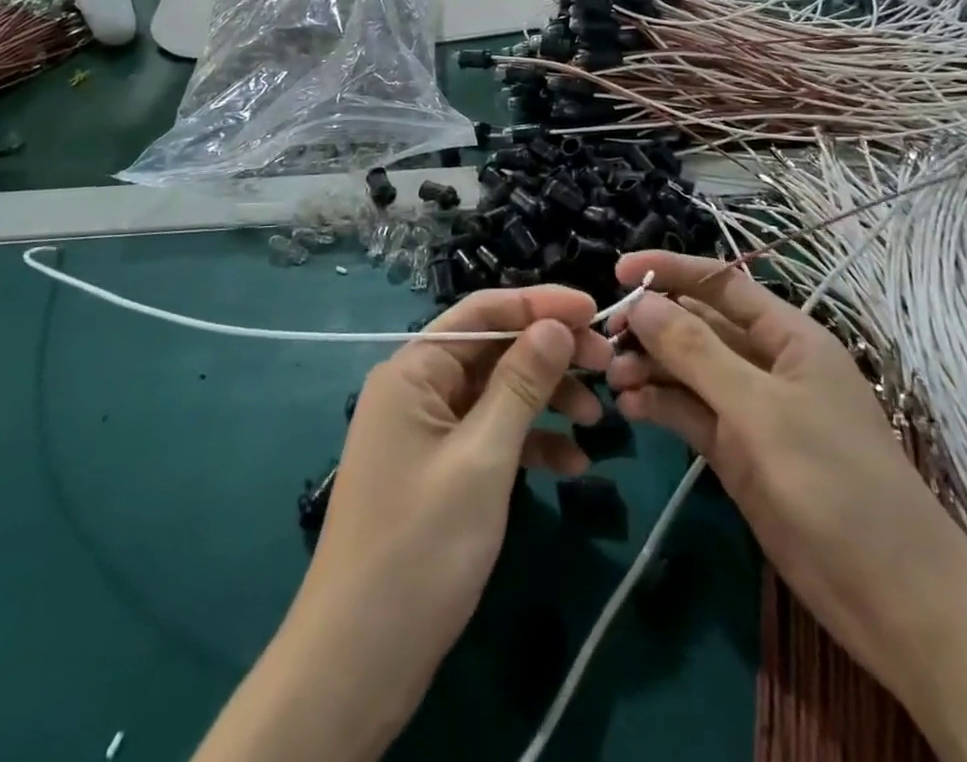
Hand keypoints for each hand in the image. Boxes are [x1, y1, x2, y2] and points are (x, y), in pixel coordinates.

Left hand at [291, 287, 610, 716]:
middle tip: (608, 366)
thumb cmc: (420, 548)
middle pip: (494, 349)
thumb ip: (521, 384)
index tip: (595, 309)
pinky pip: (491, 436)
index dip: (540, 303)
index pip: (483, 311)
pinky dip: (530, 443)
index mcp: (414, 369)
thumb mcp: (482, 459)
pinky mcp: (440, 469)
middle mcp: (418, 387)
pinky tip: (572, 465)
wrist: (358, 662)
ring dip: (547, 400)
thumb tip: (556, 324)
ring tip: (598, 420)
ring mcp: (428, 430)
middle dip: (550, 355)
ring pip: (497, 393)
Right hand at [606, 251, 966, 698]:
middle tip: (607, 338)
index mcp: (789, 336)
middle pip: (700, 326)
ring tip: (613, 379)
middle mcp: (768, 364)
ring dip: (651, 368)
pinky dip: (660, 406)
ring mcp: (752, 411)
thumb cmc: (835, 482)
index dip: (672, 271)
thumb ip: (697, 352)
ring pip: (690, 371)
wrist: (895, 601)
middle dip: (654, 325)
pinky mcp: (738, 454)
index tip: (620, 271)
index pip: (723, 284)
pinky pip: (691, 414)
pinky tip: (630, 408)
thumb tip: (642, 302)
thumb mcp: (761, 410)